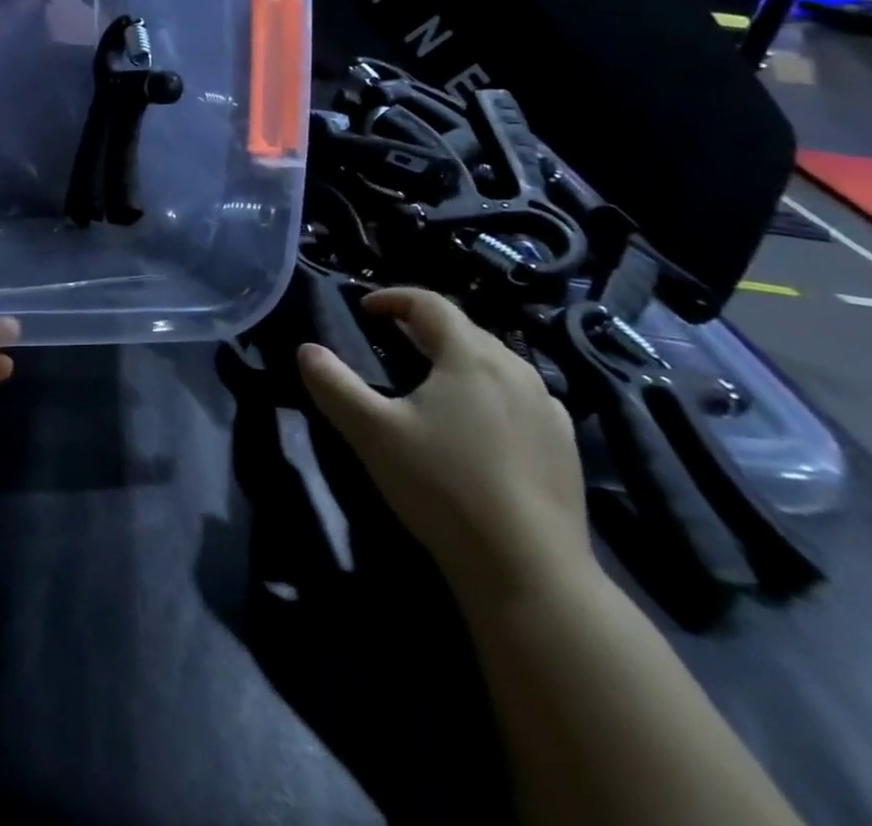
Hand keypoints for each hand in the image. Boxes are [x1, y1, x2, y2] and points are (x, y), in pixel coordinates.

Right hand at [297, 288, 593, 604]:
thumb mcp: (372, 432)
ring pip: (495, 362)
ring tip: (430, 376)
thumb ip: (334, 385)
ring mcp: (548, 408)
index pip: (429, 304)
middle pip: (464, 329)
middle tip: (390, 338)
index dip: (393, 298)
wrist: (530, 572)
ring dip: (457, 357)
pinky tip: (478, 420)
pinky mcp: (565, 446)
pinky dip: (489, 390)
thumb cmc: (443, 488)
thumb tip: (307, 350)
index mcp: (470, 356)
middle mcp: (516, 369)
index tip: (364, 308)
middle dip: (423, 326)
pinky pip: (521, 396)